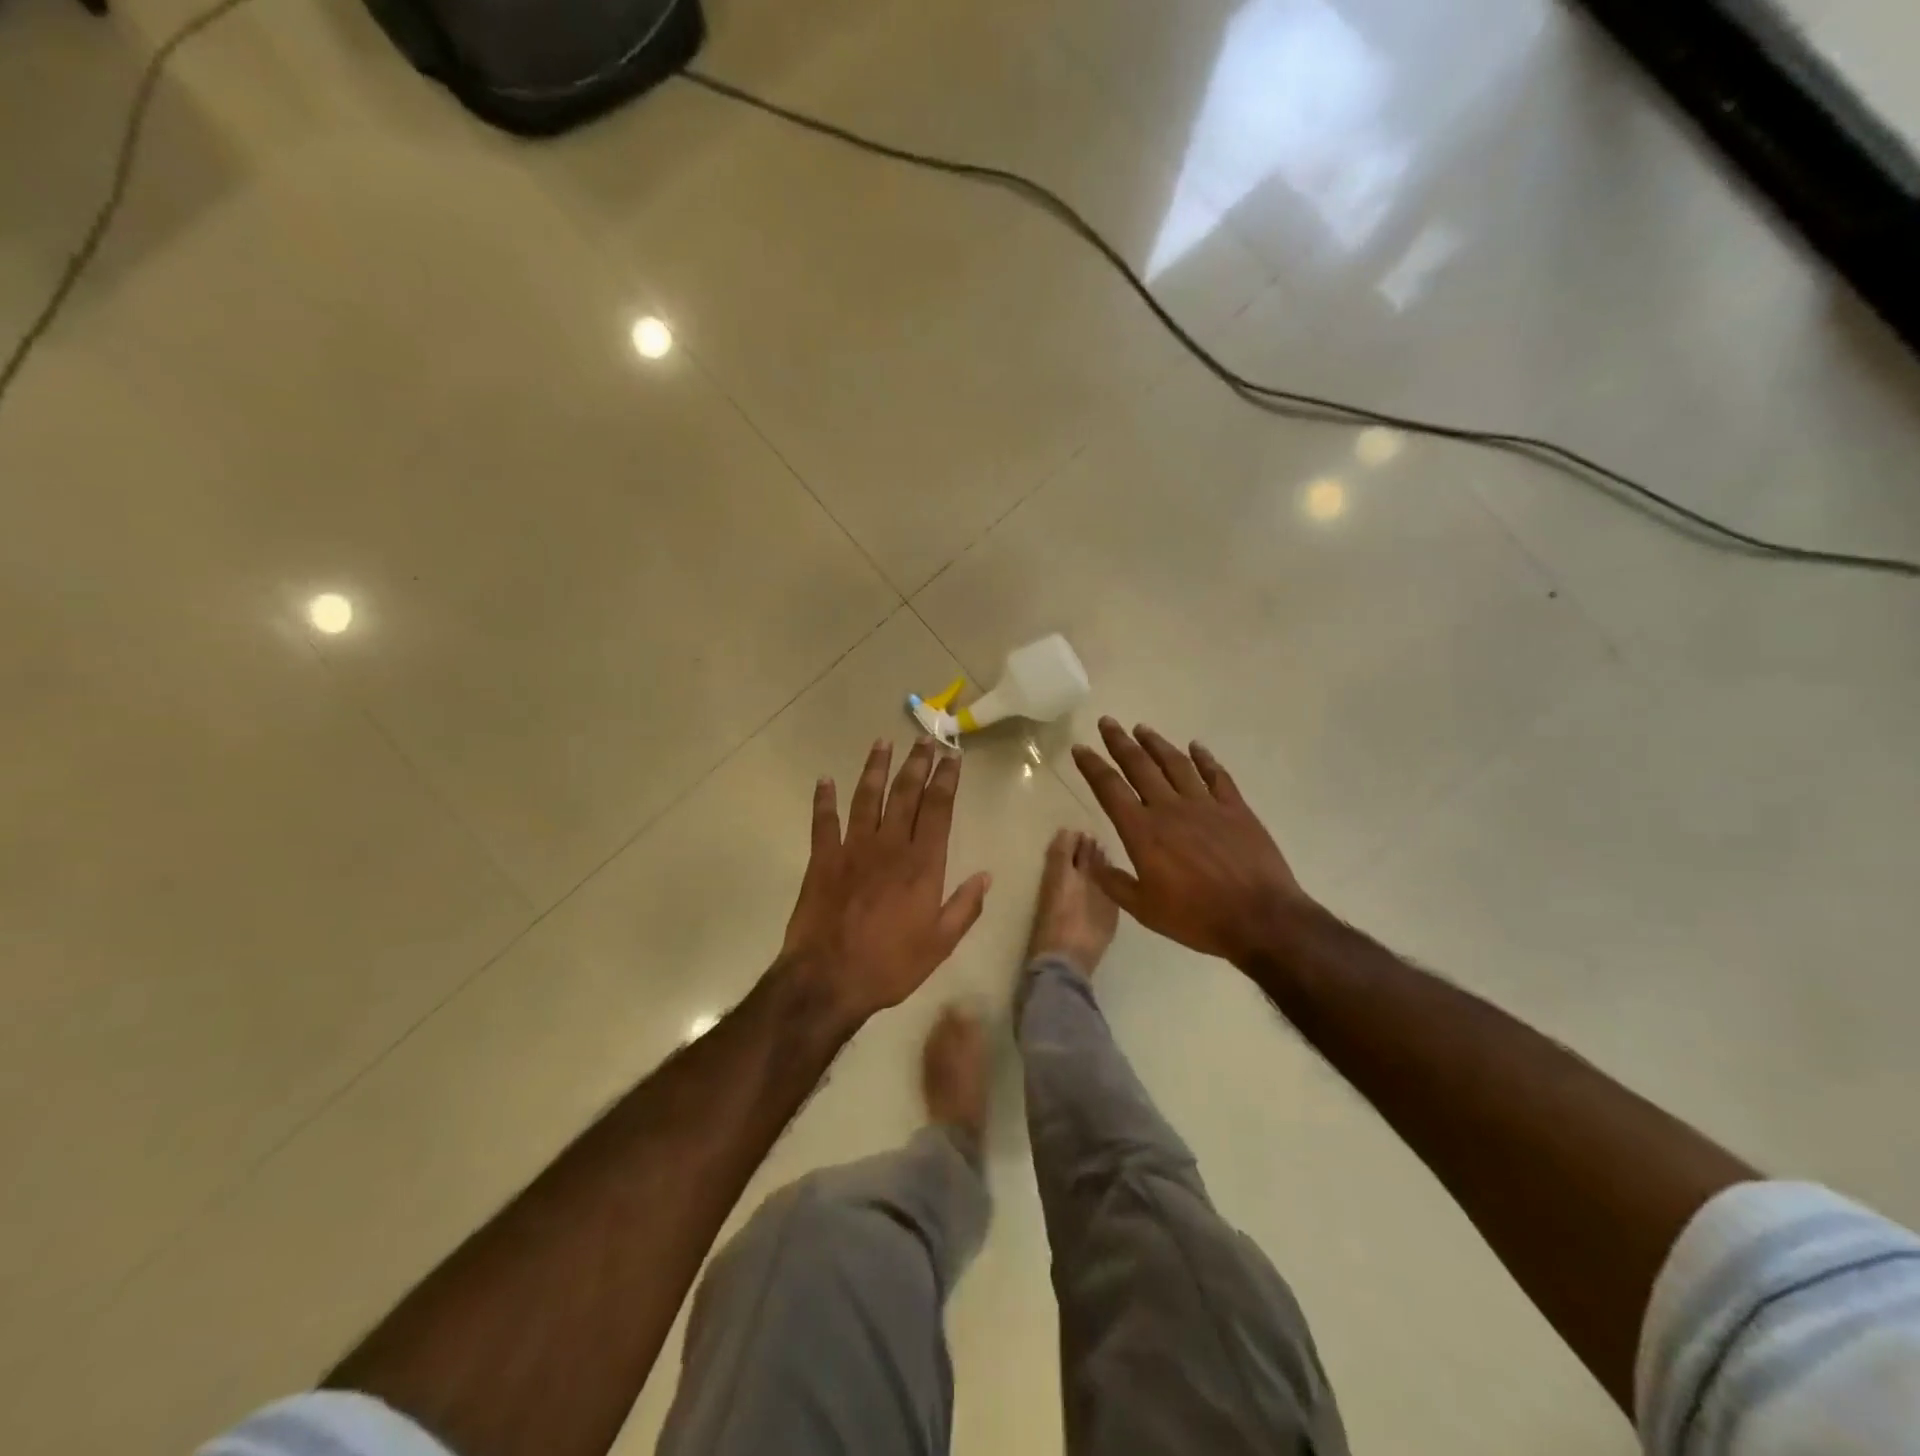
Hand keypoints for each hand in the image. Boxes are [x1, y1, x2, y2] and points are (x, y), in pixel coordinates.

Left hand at [781, 738, 991, 1023]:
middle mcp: (889, 845)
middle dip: (917, 763)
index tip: (952, 756)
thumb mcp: (940, 944)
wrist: (828, 979)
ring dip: (875, 768)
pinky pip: (823, 821)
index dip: (946, 779)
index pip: (938, 808)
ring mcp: (853, 848)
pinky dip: (823, 800)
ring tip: (883, 742)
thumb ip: (965, 907)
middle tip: (924, 738)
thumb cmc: (890, 964)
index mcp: (922, 863)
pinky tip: (824, 780)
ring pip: (867, 797)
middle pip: (905, 793)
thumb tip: (985, 876)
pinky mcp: (822, 859)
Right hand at [1071, 719, 1310, 964]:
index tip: (1080, 748)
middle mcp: (1170, 808)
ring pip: (1175, 764)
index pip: (1110, 789)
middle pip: (1139, 766)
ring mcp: (1205, 804)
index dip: (1092, 766)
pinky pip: (1216, 775)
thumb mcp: (1144, 910)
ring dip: (1156, 744)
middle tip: (1107, 722)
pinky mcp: (1235, 808)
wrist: (1260, 919)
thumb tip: (1090, 861)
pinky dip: (1204, 758)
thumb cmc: (1197, 918)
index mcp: (1143, 831)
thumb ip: (1114, 883)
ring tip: (1142, 729)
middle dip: (1119, 742)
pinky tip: (1196, 747)